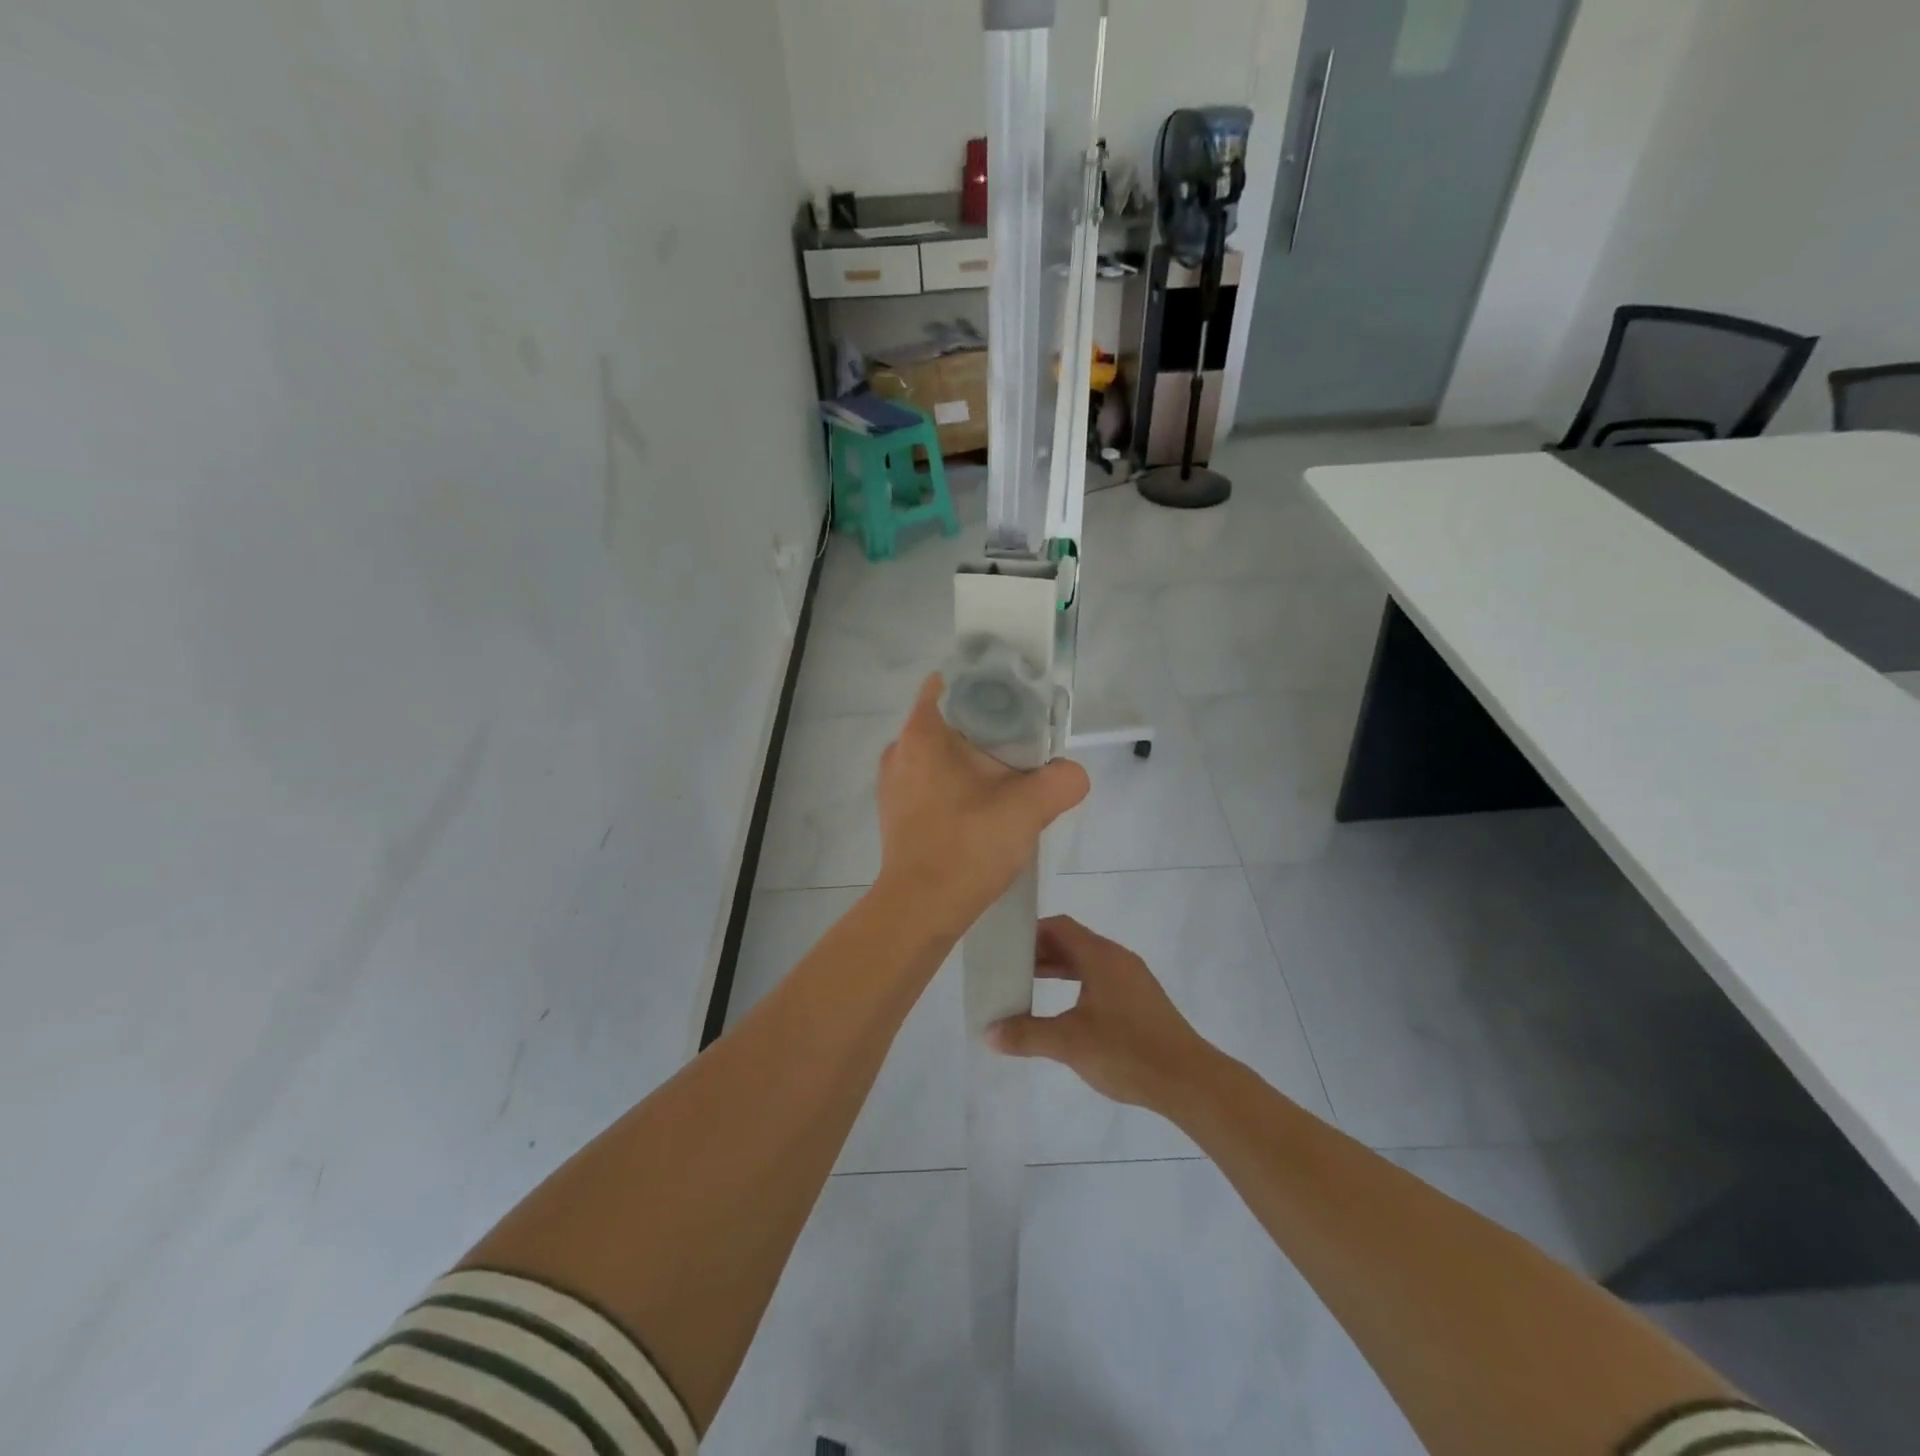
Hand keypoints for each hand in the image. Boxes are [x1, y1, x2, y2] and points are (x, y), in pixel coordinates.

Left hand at [874, 675, 1089, 939]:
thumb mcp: (1029, 808)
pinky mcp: (894, 811)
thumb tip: (1071, 774)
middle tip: (1023, 749)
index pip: (952, 681)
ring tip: (1006, 783)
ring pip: (940, 753)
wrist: (920, 909)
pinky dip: (956, 785)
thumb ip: (1061, 780)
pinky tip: (981, 811)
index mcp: (923, 733)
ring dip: (972, 761)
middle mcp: (899, 749)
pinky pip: (930, 780)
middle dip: (987, 728)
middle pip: (950, 719)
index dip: (988, 684)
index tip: (1018, 705)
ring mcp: (892, 782)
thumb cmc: (967, 846)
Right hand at [988, 916, 1216, 1110]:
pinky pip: (1100, 981)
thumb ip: (1027, 1035)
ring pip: (1087, 963)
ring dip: (1057, 971)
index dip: (1030, 932)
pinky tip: (1064, 1013)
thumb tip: (988, 1033)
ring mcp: (1132, 980)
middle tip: (1008, 969)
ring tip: (1027, 989)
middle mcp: (1118, 959)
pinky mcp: (1141, 1002)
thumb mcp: (1069, 1043)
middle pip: (1072, 943)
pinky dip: (1076, 986)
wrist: (1189, 1081)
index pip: (1060, 927)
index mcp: (1101, 956)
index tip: (1003, 947)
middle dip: (1039, 953)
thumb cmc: (1127, 1051)